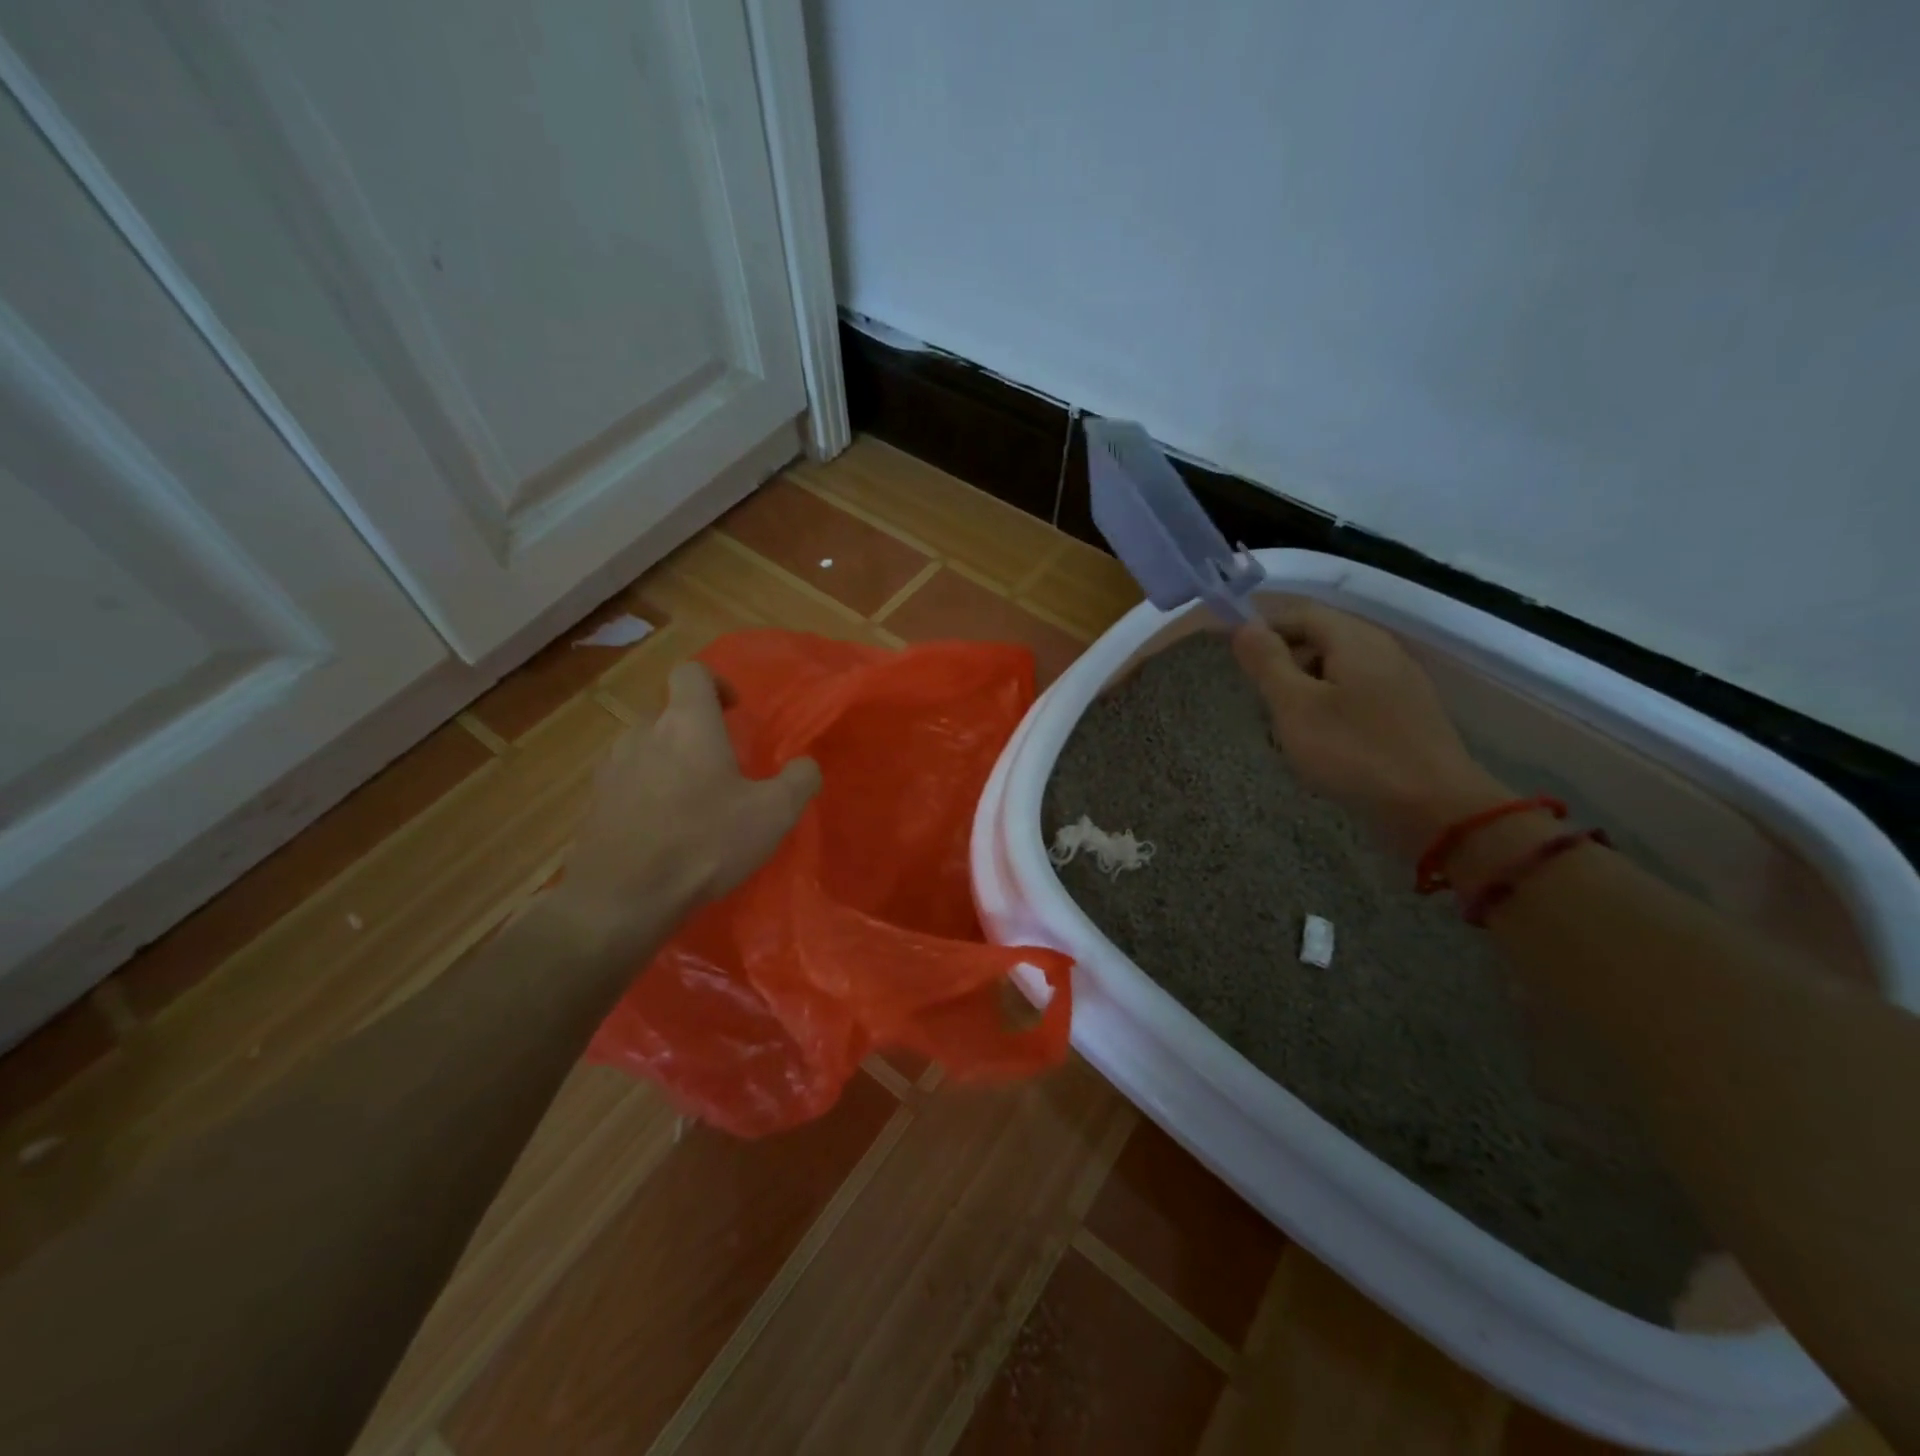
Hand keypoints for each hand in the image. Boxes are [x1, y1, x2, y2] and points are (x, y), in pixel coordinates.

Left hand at [554, 662, 820, 945]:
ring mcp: (612, 766)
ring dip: (669, 763)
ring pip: (647, 748)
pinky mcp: (594, 801)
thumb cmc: (705, 843)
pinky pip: (627, 781)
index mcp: (687, 724)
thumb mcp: (774, 813)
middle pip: (670, 714)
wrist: (623, 898)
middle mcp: (643, 733)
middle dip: (696, 733)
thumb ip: (799, 779)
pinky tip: (662, 830)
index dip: (715, 683)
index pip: (692, 672)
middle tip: (722, 770)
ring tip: (692, 802)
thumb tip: (806, 764)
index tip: (734, 712)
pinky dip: (646, 792)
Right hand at [1231, 599, 1507, 856]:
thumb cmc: (1354, 752)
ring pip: (1338, 668)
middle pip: (1321, 637)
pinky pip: (1357, 693)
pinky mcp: (1407, 712)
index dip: (1263, 628)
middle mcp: (1381, 649)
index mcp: (1354, 639)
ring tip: (1285, 723)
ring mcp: (1400, 681)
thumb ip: (1268, 663)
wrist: (1435, 808)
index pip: (1300, 614)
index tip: (1233, 656)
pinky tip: (1322, 739)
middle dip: (1284, 660)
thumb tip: (1245, 626)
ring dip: (1305, 685)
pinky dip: (1330, 705)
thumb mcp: (1295, 707)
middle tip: (1258, 696)